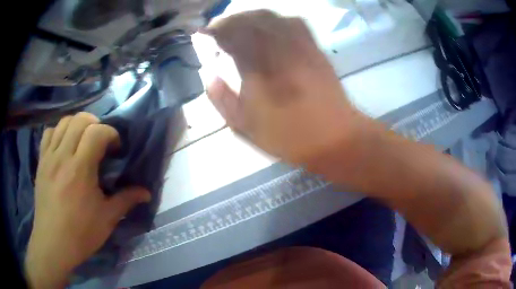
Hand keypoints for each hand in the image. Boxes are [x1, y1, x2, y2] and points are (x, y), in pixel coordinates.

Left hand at [25, 112, 150, 287]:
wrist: (53, 243)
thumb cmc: (81, 233)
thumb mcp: (107, 219)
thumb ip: (126, 200)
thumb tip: (146, 193)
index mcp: (80, 170)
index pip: (97, 132)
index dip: (111, 134)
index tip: (115, 148)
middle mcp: (62, 156)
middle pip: (79, 119)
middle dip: (95, 123)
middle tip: (100, 141)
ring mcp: (49, 157)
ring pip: (63, 122)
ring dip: (77, 125)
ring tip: (82, 140)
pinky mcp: (41, 161)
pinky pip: (48, 133)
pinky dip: (59, 131)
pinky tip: (64, 145)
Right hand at [205, 10, 367, 165]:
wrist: (334, 137)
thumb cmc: (288, 136)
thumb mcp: (246, 128)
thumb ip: (223, 101)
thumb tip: (210, 77)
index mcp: (257, 70)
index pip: (231, 36)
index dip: (216, 31)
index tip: (206, 33)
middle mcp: (278, 51)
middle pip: (250, 20)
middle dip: (231, 20)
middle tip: (220, 28)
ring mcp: (300, 47)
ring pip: (272, 17)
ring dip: (252, 16)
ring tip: (242, 24)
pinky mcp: (315, 49)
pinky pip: (295, 23)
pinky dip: (278, 19)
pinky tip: (272, 27)